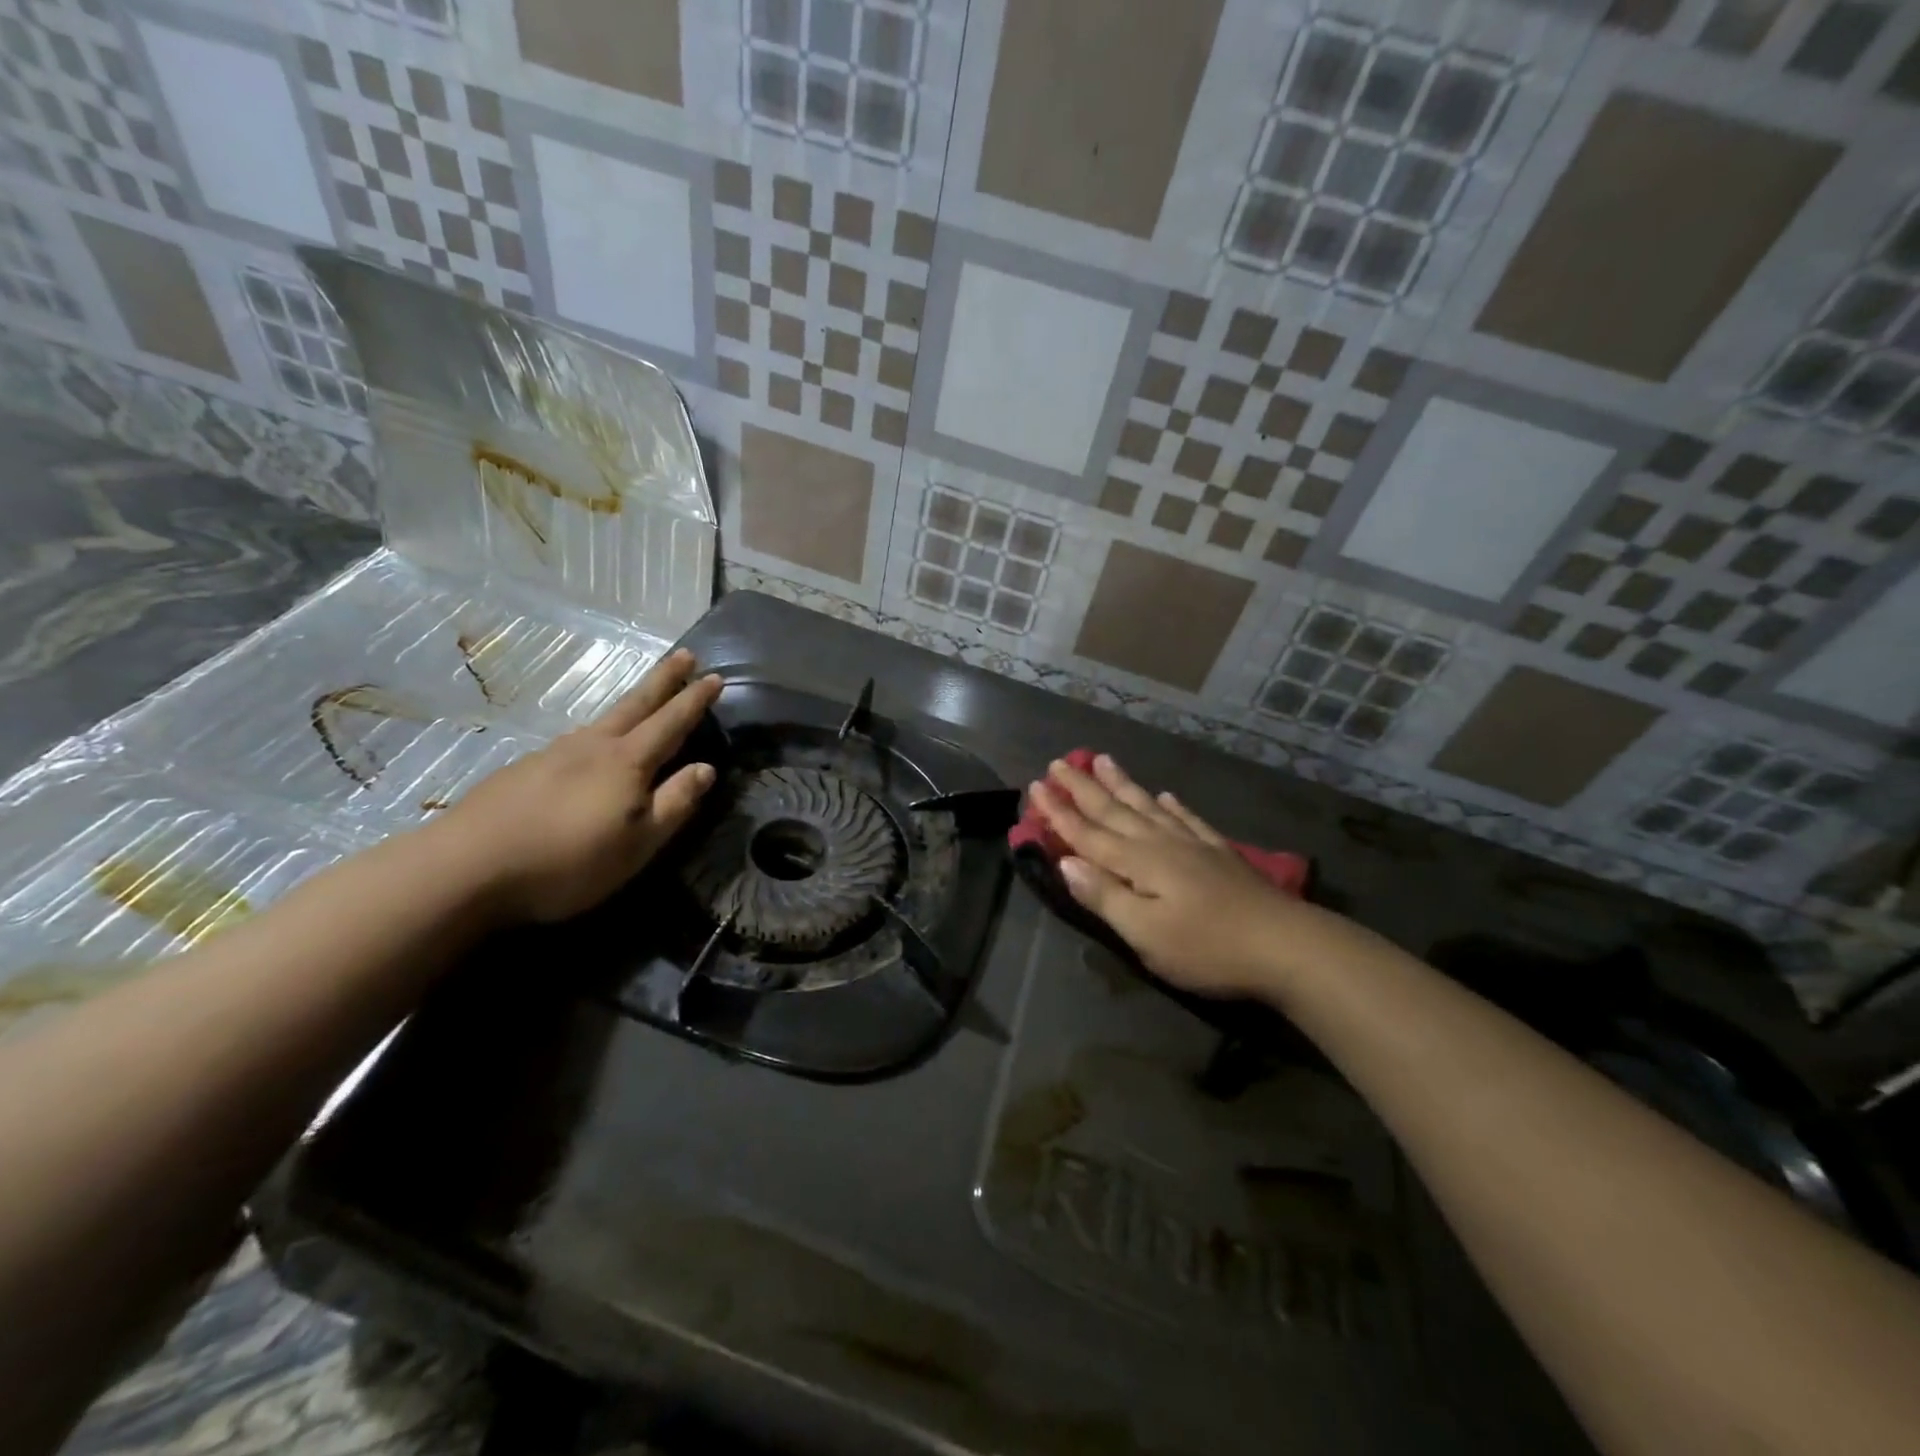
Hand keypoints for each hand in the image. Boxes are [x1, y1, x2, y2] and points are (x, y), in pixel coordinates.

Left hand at [435, 649, 721, 923]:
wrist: (467, 868)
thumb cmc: (568, 860)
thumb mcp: (639, 842)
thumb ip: (675, 803)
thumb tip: (707, 768)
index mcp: (627, 763)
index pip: (671, 723)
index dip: (695, 700)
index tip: (715, 676)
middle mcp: (592, 747)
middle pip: (635, 705)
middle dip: (663, 680)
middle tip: (683, 654)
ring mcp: (552, 755)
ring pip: (600, 722)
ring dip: (628, 706)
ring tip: (640, 704)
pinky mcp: (522, 772)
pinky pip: (572, 744)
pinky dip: (593, 737)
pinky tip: (586, 753)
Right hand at [1030, 754, 1335, 999]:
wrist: (1285, 946)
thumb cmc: (1207, 948)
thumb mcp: (1146, 933)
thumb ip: (1105, 896)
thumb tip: (1066, 861)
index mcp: (1138, 863)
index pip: (1087, 834)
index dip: (1059, 813)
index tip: (1035, 786)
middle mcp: (1160, 844)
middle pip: (1114, 811)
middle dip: (1083, 788)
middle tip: (1059, 761)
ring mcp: (1193, 845)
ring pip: (1148, 806)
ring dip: (1123, 784)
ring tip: (1103, 759)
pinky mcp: (1219, 855)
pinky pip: (1188, 820)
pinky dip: (1174, 807)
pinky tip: (1168, 796)